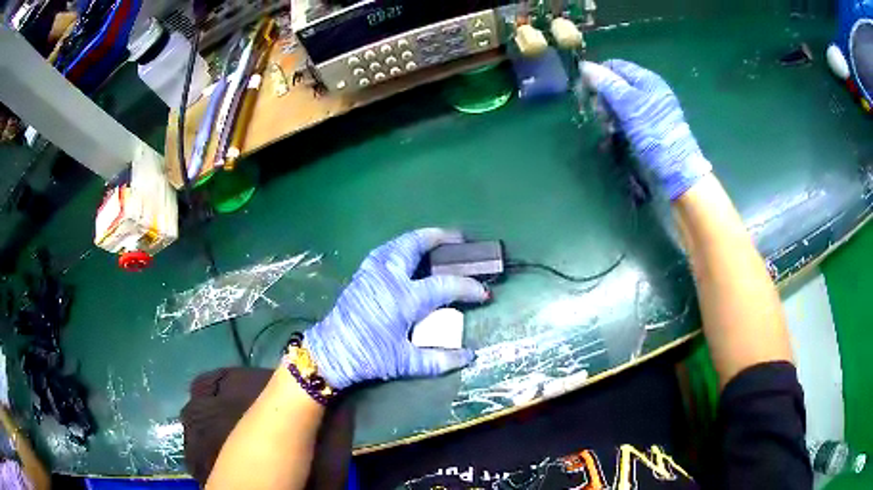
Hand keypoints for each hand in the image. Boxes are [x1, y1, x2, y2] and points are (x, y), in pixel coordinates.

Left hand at [303, 228, 488, 389]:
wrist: (331, 352)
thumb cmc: (369, 356)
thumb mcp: (405, 363)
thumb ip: (440, 360)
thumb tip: (470, 356)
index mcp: (404, 299)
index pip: (445, 286)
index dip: (468, 287)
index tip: (483, 293)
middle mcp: (389, 278)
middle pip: (415, 246)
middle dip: (439, 237)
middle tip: (458, 238)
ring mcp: (372, 273)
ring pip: (397, 243)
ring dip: (418, 238)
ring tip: (434, 239)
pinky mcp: (361, 275)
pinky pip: (384, 251)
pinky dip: (400, 245)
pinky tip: (405, 252)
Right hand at [581, 59, 711, 199]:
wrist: (675, 172)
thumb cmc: (653, 134)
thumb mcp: (629, 105)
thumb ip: (607, 84)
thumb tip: (584, 66)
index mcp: (646, 79)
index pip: (614, 66)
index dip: (597, 76)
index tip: (585, 93)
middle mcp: (647, 91)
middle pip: (614, 84)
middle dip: (602, 98)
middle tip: (599, 115)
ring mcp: (647, 110)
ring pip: (617, 103)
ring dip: (607, 114)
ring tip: (607, 129)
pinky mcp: (646, 128)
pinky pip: (624, 119)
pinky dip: (616, 125)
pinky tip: (613, 135)